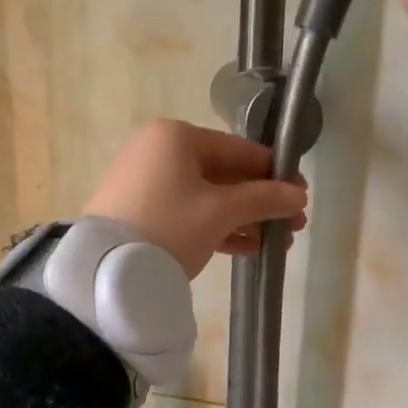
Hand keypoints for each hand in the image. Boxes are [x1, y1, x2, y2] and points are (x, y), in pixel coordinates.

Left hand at [83, 120, 308, 278]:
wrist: (106, 271)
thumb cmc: (169, 227)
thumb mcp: (220, 212)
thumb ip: (263, 199)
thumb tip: (299, 195)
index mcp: (176, 136)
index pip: (239, 150)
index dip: (274, 173)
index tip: (301, 196)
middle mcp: (158, 150)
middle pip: (223, 174)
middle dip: (260, 202)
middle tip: (293, 226)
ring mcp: (145, 181)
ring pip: (206, 196)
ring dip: (243, 218)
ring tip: (275, 243)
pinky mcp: (138, 211)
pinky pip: (187, 212)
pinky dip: (215, 227)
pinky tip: (246, 248)